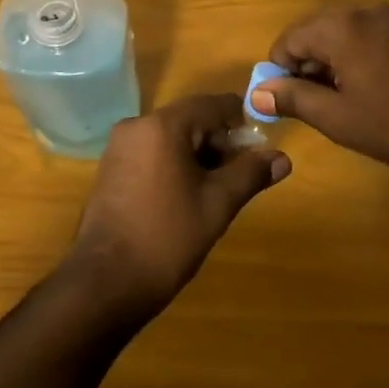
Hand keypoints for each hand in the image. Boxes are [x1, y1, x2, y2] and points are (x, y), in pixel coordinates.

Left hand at [65, 93, 289, 324]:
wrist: (106, 282)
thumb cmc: (167, 237)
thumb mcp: (218, 204)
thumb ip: (250, 174)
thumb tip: (282, 158)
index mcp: (162, 126)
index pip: (212, 105)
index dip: (241, 120)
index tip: (262, 145)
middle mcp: (136, 126)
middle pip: (191, 119)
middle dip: (220, 142)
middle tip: (243, 175)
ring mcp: (119, 148)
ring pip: (171, 138)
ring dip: (199, 155)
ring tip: (219, 190)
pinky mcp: (111, 169)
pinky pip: (152, 153)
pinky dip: (175, 164)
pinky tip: (188, 196)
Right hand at [251, 3, 388, 184]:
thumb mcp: (338, 118)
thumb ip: (294, 98)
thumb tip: (257, 92)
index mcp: (340, 27)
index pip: (288, 40)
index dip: (279, 73)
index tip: (287, 105)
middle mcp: (362, 11)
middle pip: (312, 33)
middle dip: (304, 68)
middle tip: (315, 107)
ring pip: (339, 36)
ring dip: (329, 66)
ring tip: (343, 105)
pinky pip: (364, 38)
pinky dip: (353, 61)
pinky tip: (368, 93)